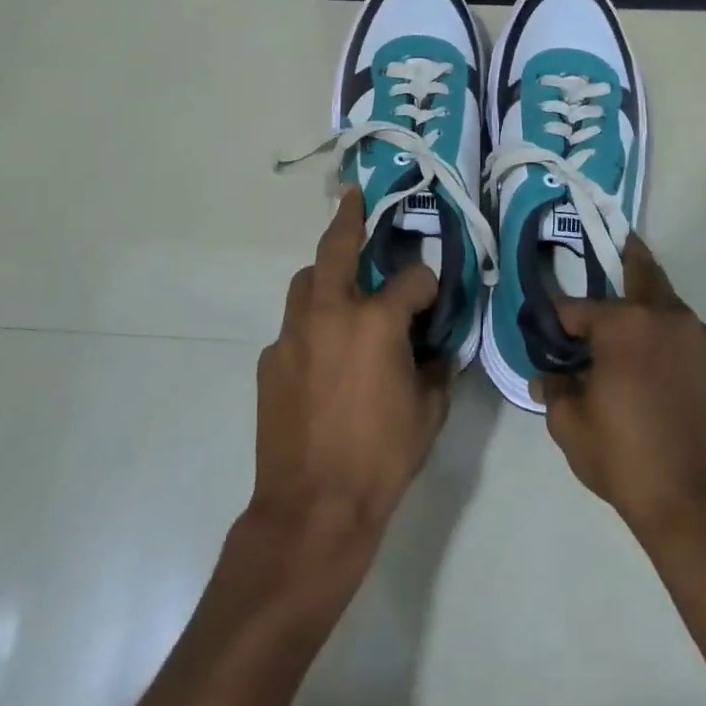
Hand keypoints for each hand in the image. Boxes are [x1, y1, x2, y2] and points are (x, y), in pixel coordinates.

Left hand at [251, 186, 448, 540]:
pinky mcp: (269, 359)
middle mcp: (330, 313)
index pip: (412, 279)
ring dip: (327, 274)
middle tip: (354, 197)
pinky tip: (323, 356)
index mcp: (376, 322)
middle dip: (349, 219)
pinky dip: (311, 325)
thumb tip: (436, 347)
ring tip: (343, 286)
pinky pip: (293, 327)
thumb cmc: (382, 458)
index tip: (433, 295)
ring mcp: (293, 334)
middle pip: (338, 248)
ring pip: (306, 281)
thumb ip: (436, 367)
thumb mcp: (429, 412)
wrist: (312, 507)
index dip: (428, 283)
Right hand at [535, 237, 705, 550]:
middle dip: (623, 257)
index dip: (556, 319)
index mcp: (623, 325)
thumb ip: (555, 390)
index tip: (545, 327)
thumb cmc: (628, 461)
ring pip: (665, 306)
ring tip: (625, 329)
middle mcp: (666, 318)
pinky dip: (665, 337)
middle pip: (641, 272)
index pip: (576, 308)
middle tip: (610, 245)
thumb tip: (549, 375)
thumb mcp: (572, 427)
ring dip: (644, 306)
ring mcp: (700, 339)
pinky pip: (685, 336)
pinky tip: (653, 367)